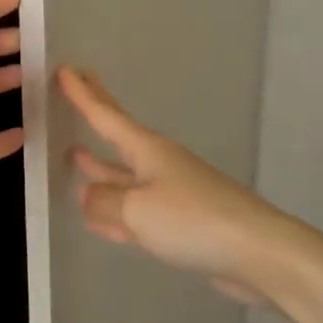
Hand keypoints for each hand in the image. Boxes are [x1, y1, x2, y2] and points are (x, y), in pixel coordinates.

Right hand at [58, 67, 293, 301]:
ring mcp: (172, 193)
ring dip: (101, 166)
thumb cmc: (193, 220)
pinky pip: (136, 210)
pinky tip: (99, 217)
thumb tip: (87, 195)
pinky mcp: (181, 223)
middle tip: (78, 88)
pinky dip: (115, 209)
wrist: (257, 252)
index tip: (66, 70)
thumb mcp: (136, 209)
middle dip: (97, 114)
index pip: (106, 116)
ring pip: (125, 176)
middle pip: (119, 136)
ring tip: (76, 154)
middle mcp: (159, 165)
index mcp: (148, 151)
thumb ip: (103, 201)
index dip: (83, 95)